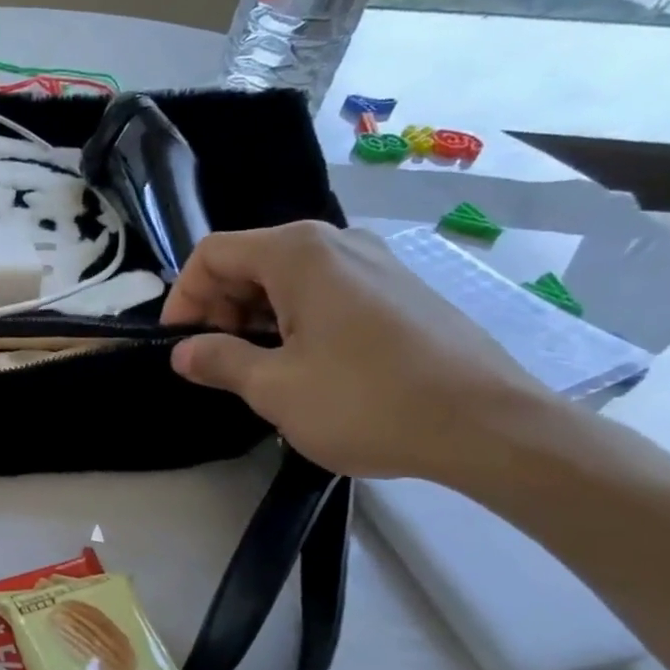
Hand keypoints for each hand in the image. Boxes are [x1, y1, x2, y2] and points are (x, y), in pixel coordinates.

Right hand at [161, 221, 548, 478]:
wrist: (491, 427)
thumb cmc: (368, 402)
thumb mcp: (275, 388)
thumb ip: (219, 361)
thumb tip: (183, 353)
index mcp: (299, 253)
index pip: (213, 254)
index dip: (183, 298)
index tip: (178, 345)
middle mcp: (337, 242)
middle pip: (250, 261)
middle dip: (219, 308)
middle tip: (216, 361)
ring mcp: (376, 263)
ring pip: (288, 278)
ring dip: (256, 317)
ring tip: (257, 369)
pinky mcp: (401, 290)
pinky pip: (327, 291)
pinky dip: (296, 319)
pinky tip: (306, 365)